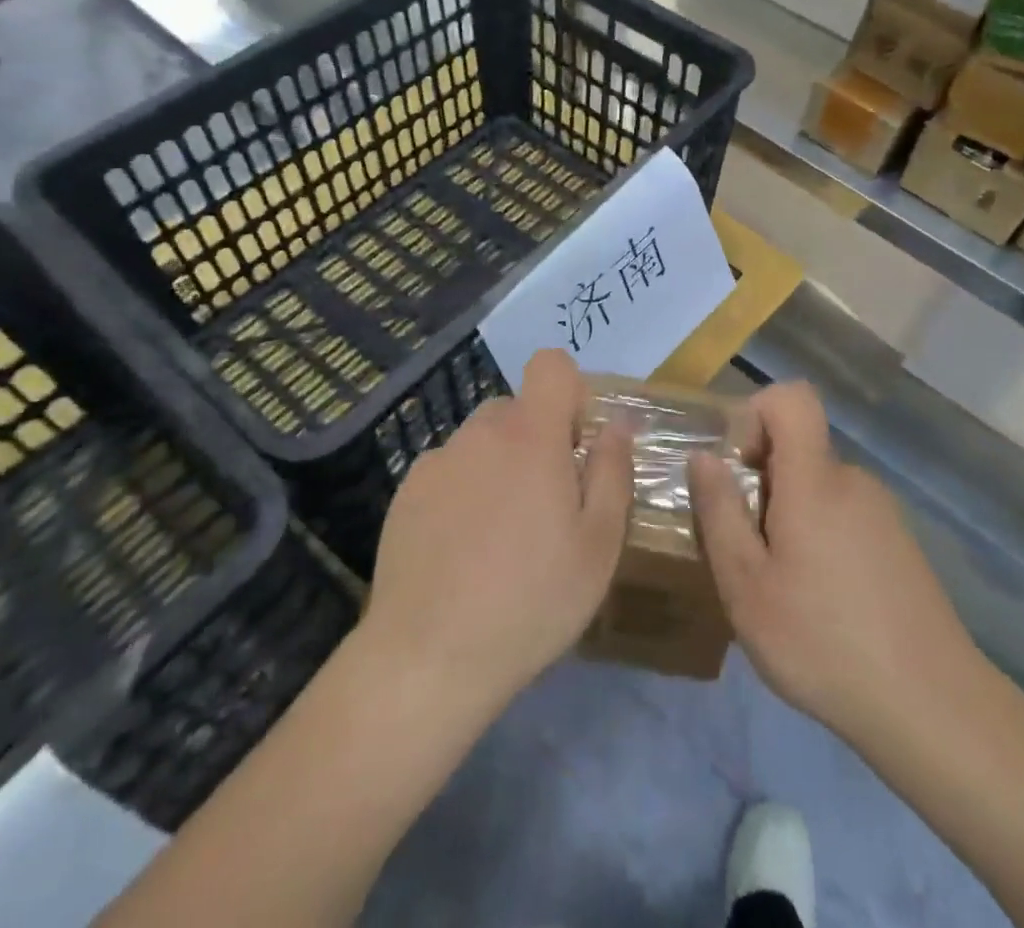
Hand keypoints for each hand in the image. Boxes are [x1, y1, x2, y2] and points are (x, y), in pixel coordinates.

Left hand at [360, 349, 633, 713]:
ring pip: (482, 441)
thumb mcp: (599, 544)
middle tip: (546, 504)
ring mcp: (437, 461)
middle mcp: (480, 433)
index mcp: (531, 435)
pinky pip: (448, 471)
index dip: (570, 391)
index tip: (575, 443)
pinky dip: (463, 491)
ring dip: (499, 466)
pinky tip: (462, 550)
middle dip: (537, 439)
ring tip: (501, 535)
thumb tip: (617, 424)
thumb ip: (613, 472)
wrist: (428, 658)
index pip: (551, 365)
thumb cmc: (531, 600)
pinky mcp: (406, 492)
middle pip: (517, 408)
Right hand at [689, 382, 985, 747]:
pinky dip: (820, 537)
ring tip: (782, 586)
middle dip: (761, 482)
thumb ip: (720, 513)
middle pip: (798, 448)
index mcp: (815, 480)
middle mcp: (852, 480)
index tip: (735, 467)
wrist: (933, 708)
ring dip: (789, 516)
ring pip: (818, 487)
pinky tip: (822, 602)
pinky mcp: (898, 543)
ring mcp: (882, 511)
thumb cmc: (824, 642)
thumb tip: (703, 457)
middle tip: (747, 550)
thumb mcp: (747, 587)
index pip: (792, 398)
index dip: (756, 413)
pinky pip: (844, 514)